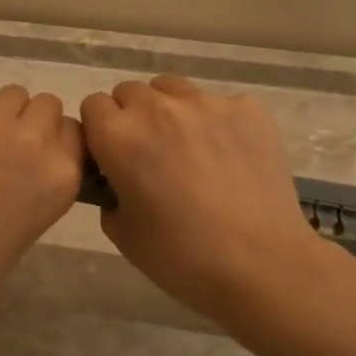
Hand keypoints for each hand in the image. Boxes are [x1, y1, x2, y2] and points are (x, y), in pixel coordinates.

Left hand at [0, 85, 84, 316]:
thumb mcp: (28, 231)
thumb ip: (39, 190)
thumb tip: (28, 175)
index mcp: (60, 175)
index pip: (76, 134)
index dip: (60, 143)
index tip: (45, 157)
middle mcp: (32, 141)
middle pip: (48, 105)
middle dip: (36, 122)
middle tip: (16, 149)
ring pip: (14, 95)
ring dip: (8, 113)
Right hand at [80, 76, 325, 324]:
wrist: (262, 266)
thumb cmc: (181, 258)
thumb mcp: (122, 233)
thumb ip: (110, 193)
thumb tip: (120, 179)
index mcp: (119, 136)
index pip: (93, 105)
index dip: (100, 131)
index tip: (113, 156)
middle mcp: (158, 108)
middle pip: (130, 92)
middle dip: (133, 117)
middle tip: (152, 156)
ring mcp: (207, 103)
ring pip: (173, 90)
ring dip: (170, 111)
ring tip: (190, 150)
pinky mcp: (248, 108)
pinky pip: (219, 104)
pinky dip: (217, 123)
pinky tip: (230, 157)